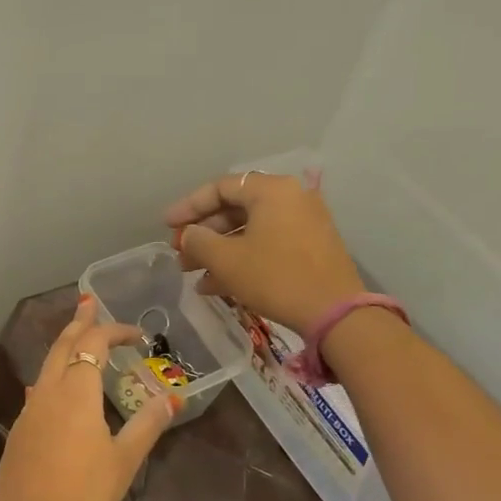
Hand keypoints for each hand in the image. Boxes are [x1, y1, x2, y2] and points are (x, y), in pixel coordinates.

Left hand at [0, 297, 175, 500]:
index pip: (93, 344)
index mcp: (76, 391)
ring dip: (63, 347)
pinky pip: (38, 390)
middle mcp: (48, 391)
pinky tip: (56, 390)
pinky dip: (52, 376)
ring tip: (76, 340)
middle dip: (79, 323)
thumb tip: (172, 398)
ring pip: (46, 365)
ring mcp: (29, 410)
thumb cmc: (84, 491)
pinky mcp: (19, 431)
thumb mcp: (124, 459)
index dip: (114, 331)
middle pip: (62, 345)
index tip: (136, 334)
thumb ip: (147, 424)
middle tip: (89, 305)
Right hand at [164, 171, 363, 335]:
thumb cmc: (275, 277)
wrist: (334, 313)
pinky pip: (266, 244)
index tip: (167, 226)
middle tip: (179, 254)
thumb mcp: (227, 260)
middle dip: (203, 233)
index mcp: (271, 190)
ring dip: (218, 250)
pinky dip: (241, 259)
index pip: (220, 187)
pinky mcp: (309, 248)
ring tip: (192, 274)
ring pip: (249, 230)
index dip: (188, 207)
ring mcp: (303, 223)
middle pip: (235, 209)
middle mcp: (290, 198)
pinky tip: (215, 286)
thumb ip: (198, 241)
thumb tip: (188, 235)